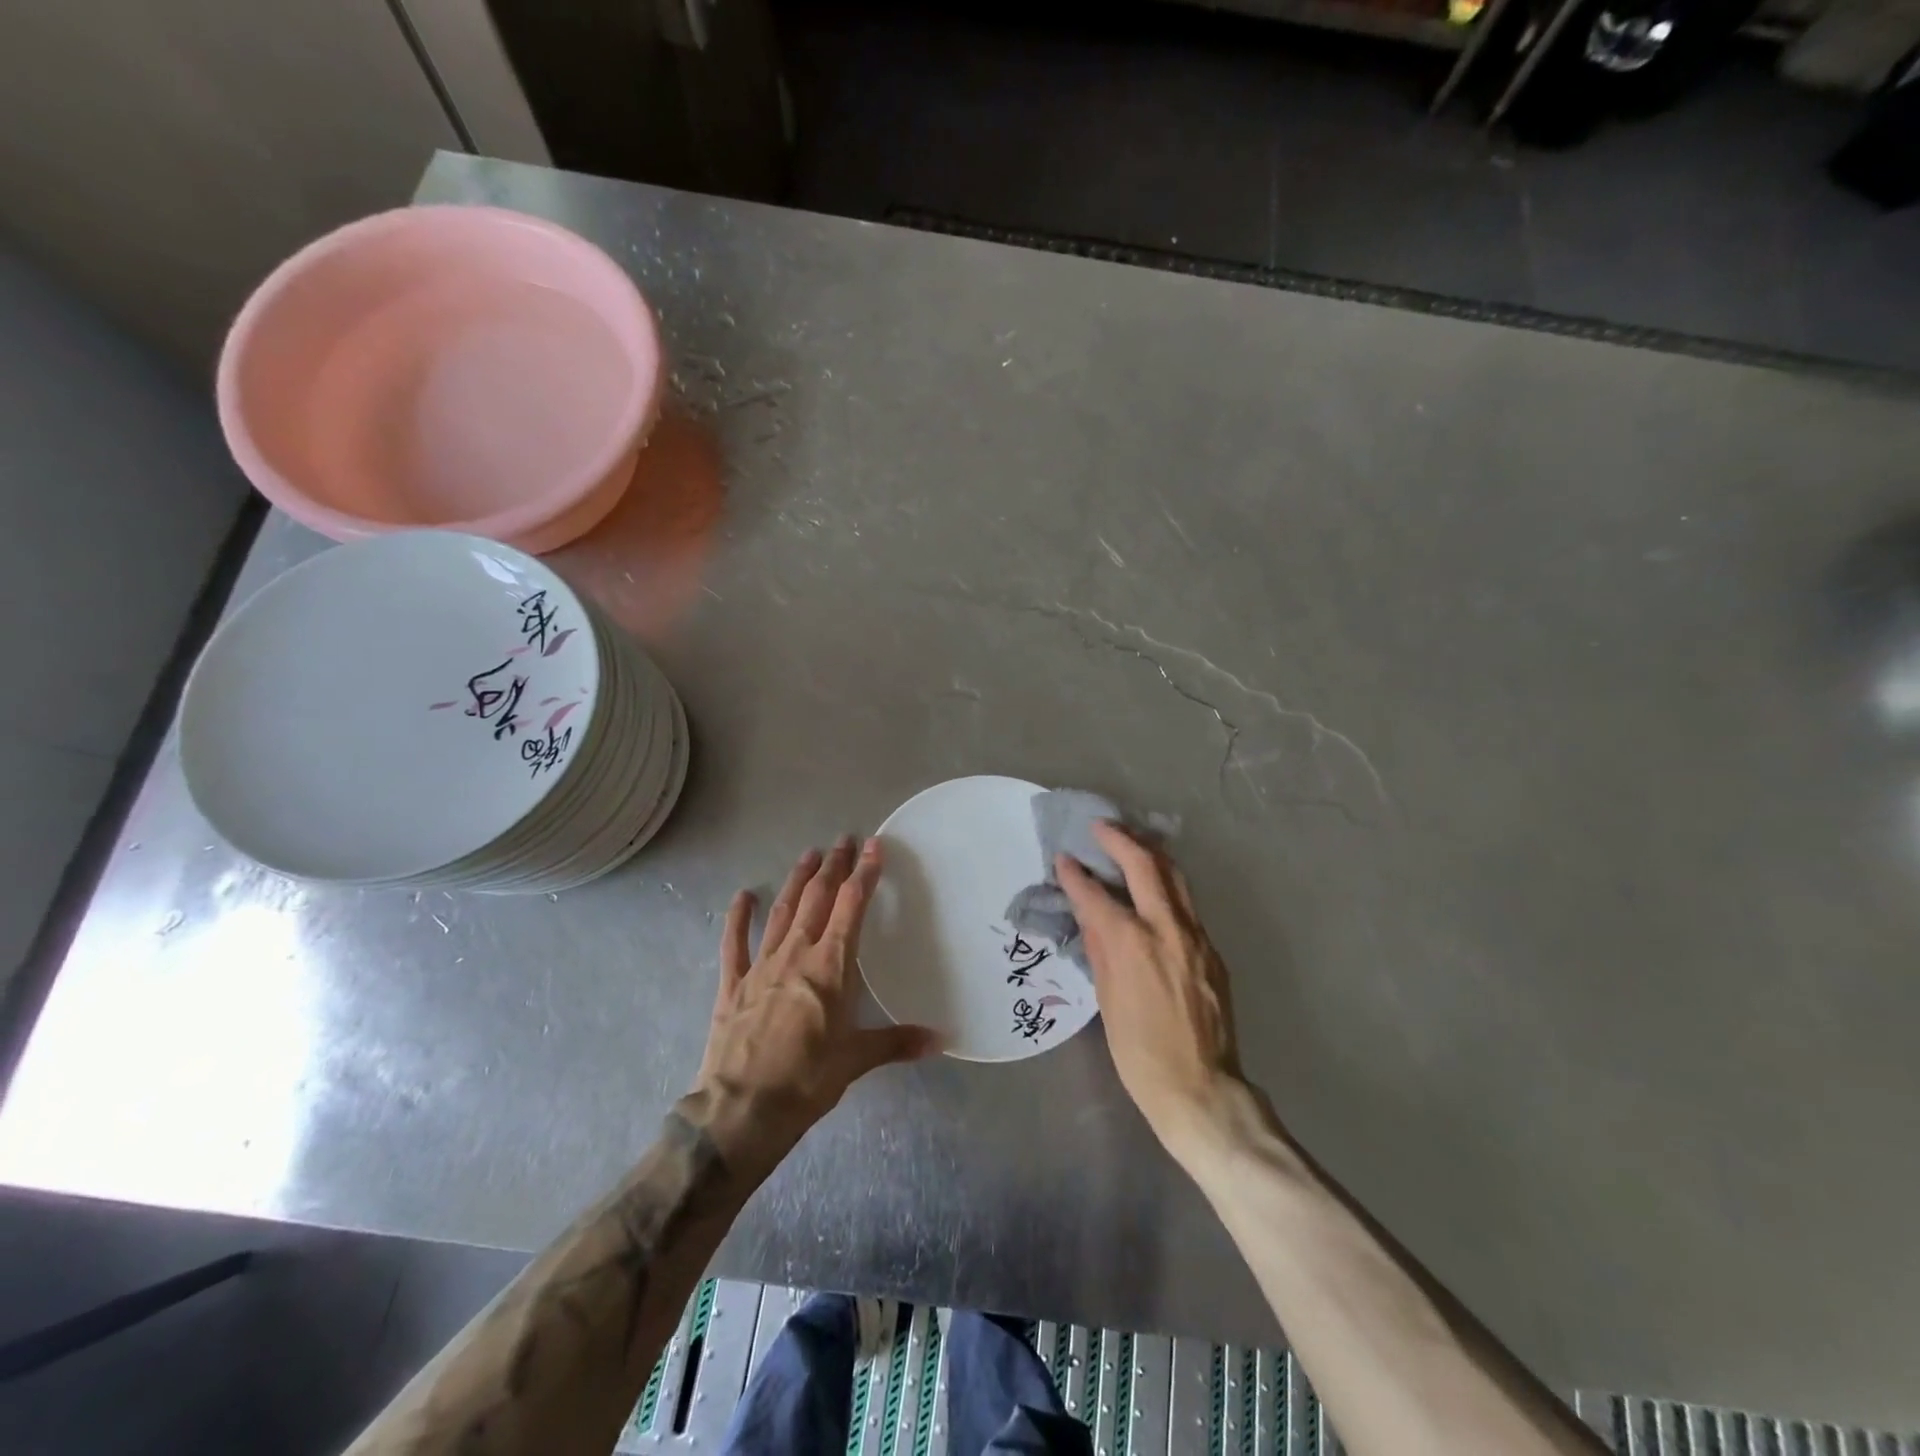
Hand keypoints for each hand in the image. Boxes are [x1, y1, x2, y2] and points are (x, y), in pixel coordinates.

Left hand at [688, 837, 939, 1178]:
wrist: (741, 1110)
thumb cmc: (806, 1081)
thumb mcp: (857, 1060)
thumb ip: (897, 1043)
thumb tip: (941, 1040)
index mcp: (830, 966)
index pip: (852, 907)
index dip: (864, 874)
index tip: (873, 846)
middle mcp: (797, 954)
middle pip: (817, 898)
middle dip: (833, 866)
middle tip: (843, 840)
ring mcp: (761, 966)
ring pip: (783, 911)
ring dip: (797, 881)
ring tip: (809, 854)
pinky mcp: (733, 984)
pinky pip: (735, 943)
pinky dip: (739, 917)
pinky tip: (744, 895)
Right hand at [1056, 823, 1243, 1158]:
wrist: (1200, 1088)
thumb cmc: (1139, 1052)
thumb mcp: (1107, 1000)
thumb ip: (1100, 950)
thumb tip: (1092, 917)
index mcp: (1132, 943)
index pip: (1097, 895)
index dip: (1076, 875)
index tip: (1064, 858)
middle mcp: (1167, 928)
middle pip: (1146, 866)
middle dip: (1120, 840)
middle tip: (1101, 827)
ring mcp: (1196, 937)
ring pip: (1176, 878)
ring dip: (1151, 854)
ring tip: (1131, 843)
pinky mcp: (1212, 951)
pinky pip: (1187, 905)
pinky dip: (1167, 886)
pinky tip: (1155, 891)